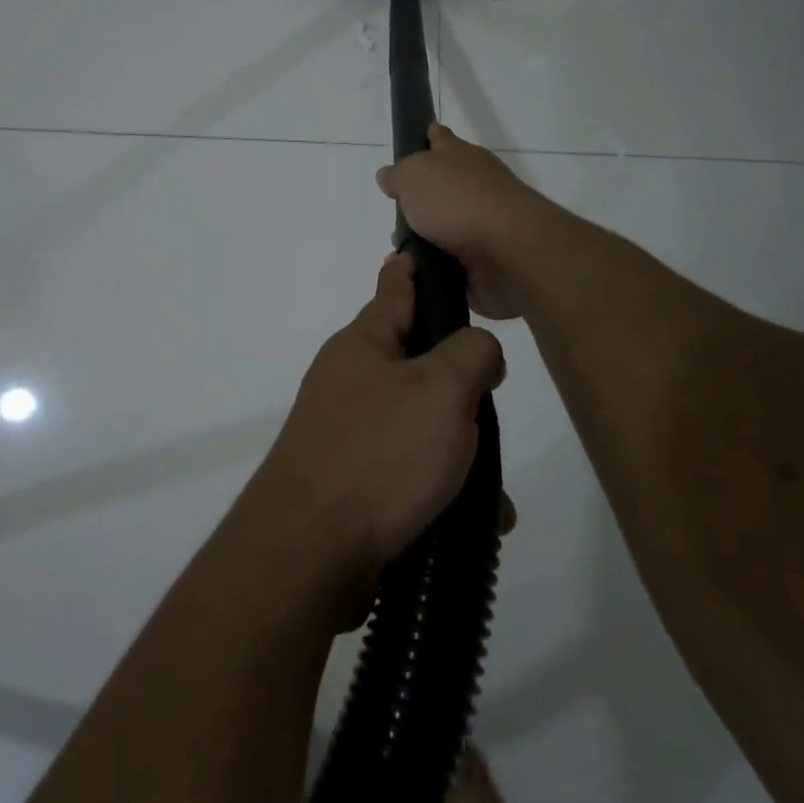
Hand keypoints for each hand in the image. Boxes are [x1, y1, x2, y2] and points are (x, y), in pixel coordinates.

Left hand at [247, 251, 505, 611]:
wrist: (309, 553)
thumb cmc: (379, 453)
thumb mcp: (440, 389)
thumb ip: (471, 354)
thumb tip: (478, 351)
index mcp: (364, 344)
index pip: (395, 287)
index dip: (414, 266)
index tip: (424, 249)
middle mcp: (351, 381)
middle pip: (418, 362)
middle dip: (460, 384)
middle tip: (491, 402)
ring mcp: (348, 432)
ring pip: (421, 424)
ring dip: (460, 451)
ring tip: (495, 491)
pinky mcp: (353, 482)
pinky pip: (411, 473)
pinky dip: (443, 489)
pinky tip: (477, 521)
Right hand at [377, 124, 550, 319]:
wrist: (507, 248)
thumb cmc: (456, 200)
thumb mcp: (413, 176)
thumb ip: (398, 175)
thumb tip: (389, 176)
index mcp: (460, 156)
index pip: (441, 139)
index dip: (430, 137)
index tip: (424, 136)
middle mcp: (476, 184)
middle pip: (444, 186)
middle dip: (422, 199)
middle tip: (397, 216)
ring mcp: (485, 221)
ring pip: (447, 227)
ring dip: (427, 238)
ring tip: (400, 253)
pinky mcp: (488, 256)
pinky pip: (454, 261)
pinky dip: (437, 265)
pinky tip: (417, 273)